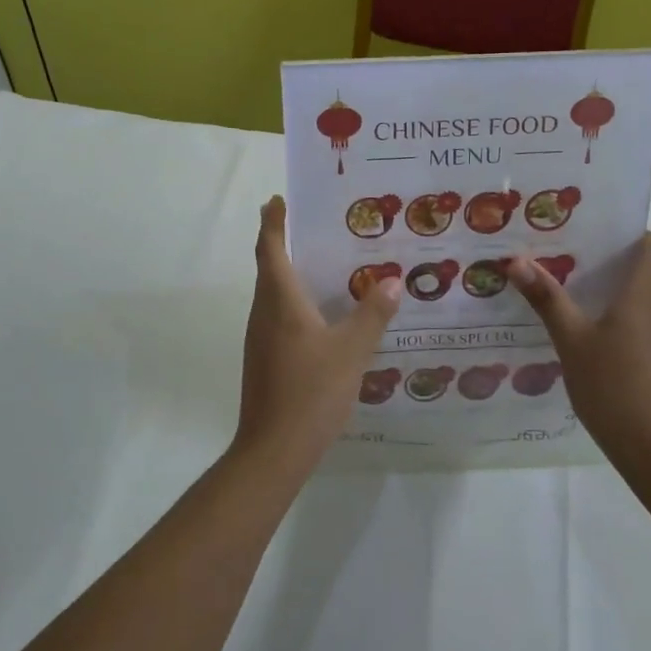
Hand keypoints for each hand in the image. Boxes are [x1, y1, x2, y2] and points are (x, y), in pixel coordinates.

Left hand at [233, 196, 401, 477]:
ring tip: (325, 263)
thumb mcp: (351, 351)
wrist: (273, 450)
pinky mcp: (266, 358)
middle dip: (283, 241)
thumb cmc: (310, 392)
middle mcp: (264, 312)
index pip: (270, 247)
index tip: (278, 199)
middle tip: (314, 224)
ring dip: (291, 272)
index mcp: (279, 300)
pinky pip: (279, 315)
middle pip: (269, 266)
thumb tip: (390, 281)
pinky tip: (323, 314)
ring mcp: (261, 337)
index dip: (273, 221)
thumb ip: (372, 315)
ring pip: (273, 292)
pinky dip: (296, 301)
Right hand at [507, 233, 650, 463]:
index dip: (638, 237)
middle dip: (617, 274)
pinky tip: (605, 364)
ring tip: (584, 319)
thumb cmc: (611, 387)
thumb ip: (547, 300)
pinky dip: (633, 342)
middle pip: (648, 281)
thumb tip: (516, 260)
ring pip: (649, 315)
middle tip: (576, 273)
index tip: (608, 237)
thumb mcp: (571, 341)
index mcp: (643, 299)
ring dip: (623, 310)